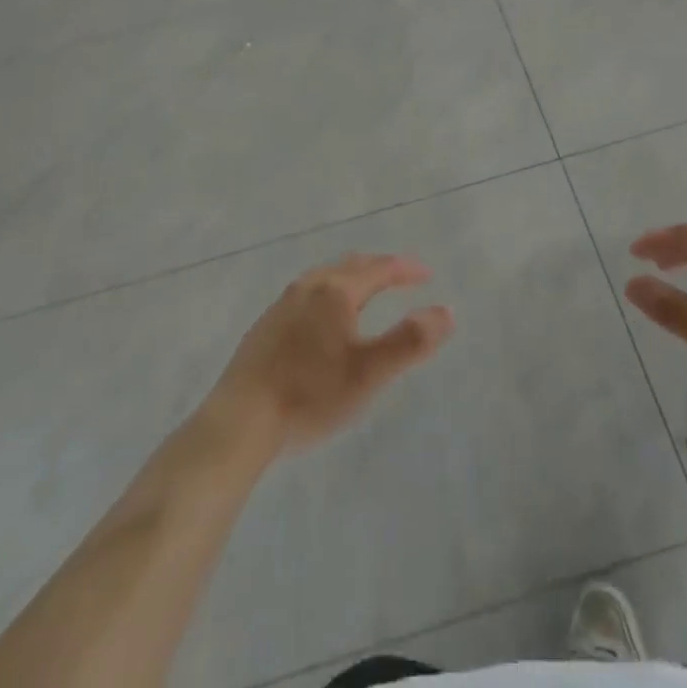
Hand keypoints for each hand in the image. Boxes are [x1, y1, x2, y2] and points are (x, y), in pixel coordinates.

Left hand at [210, 254, 454, 454]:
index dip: (405, 269)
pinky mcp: (265, 326)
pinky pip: (307, 295)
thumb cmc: (310, 395)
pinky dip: (329, 294)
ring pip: (325, 278)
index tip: (426, 274)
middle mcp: (308, 287)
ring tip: (366, 292)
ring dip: (351, 279)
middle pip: (350, 266)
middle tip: (400, 277)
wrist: (240, 421)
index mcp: (336, 291)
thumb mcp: (369, 373)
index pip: (378, 268)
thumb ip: (410, 341)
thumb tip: (446, 311)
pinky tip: (324, 320)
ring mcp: (282, 304)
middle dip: (379, 268)